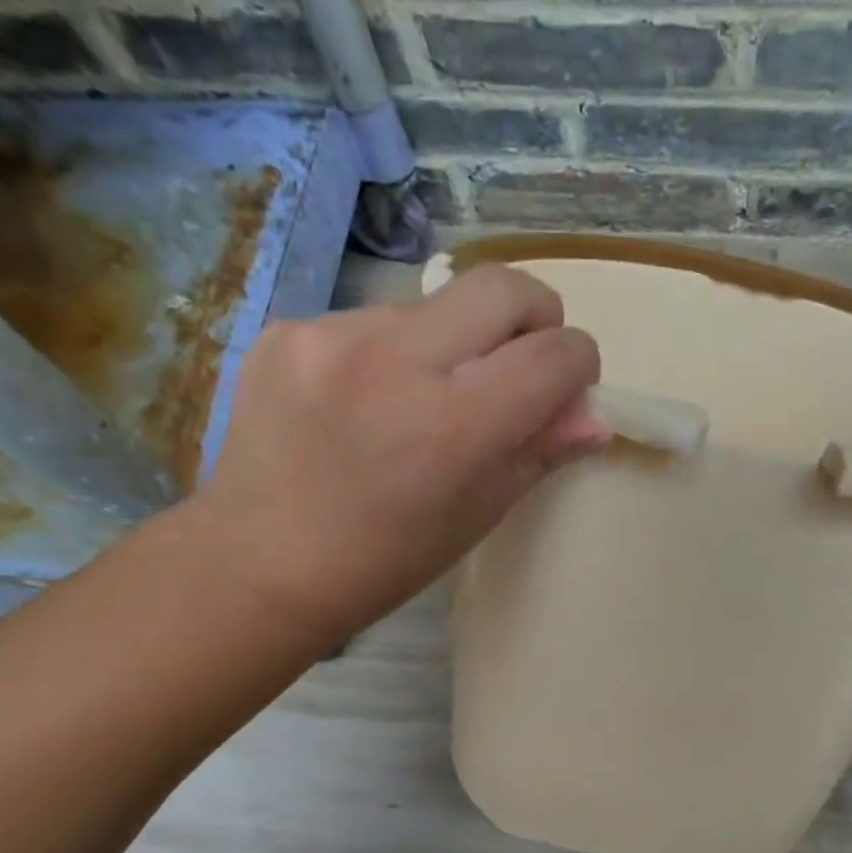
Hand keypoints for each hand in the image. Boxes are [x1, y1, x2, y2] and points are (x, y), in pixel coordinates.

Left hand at [193, 265, 604, 643]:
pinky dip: (392, 353)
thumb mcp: (476, 516)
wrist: (259, 565)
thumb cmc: (384, 561)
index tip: (568, 386)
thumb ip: (538, 453)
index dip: (578, 364)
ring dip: (454, 341)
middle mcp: (396, 361)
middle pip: (502, 287)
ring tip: (422, 400)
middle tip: (521, 360)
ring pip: (434, 305)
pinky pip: (372, 320)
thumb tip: (592, 417)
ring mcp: (333, 336)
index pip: (554, 354)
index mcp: (453, 427)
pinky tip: (366, 403)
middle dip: (535, 316)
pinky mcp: (289, 329)